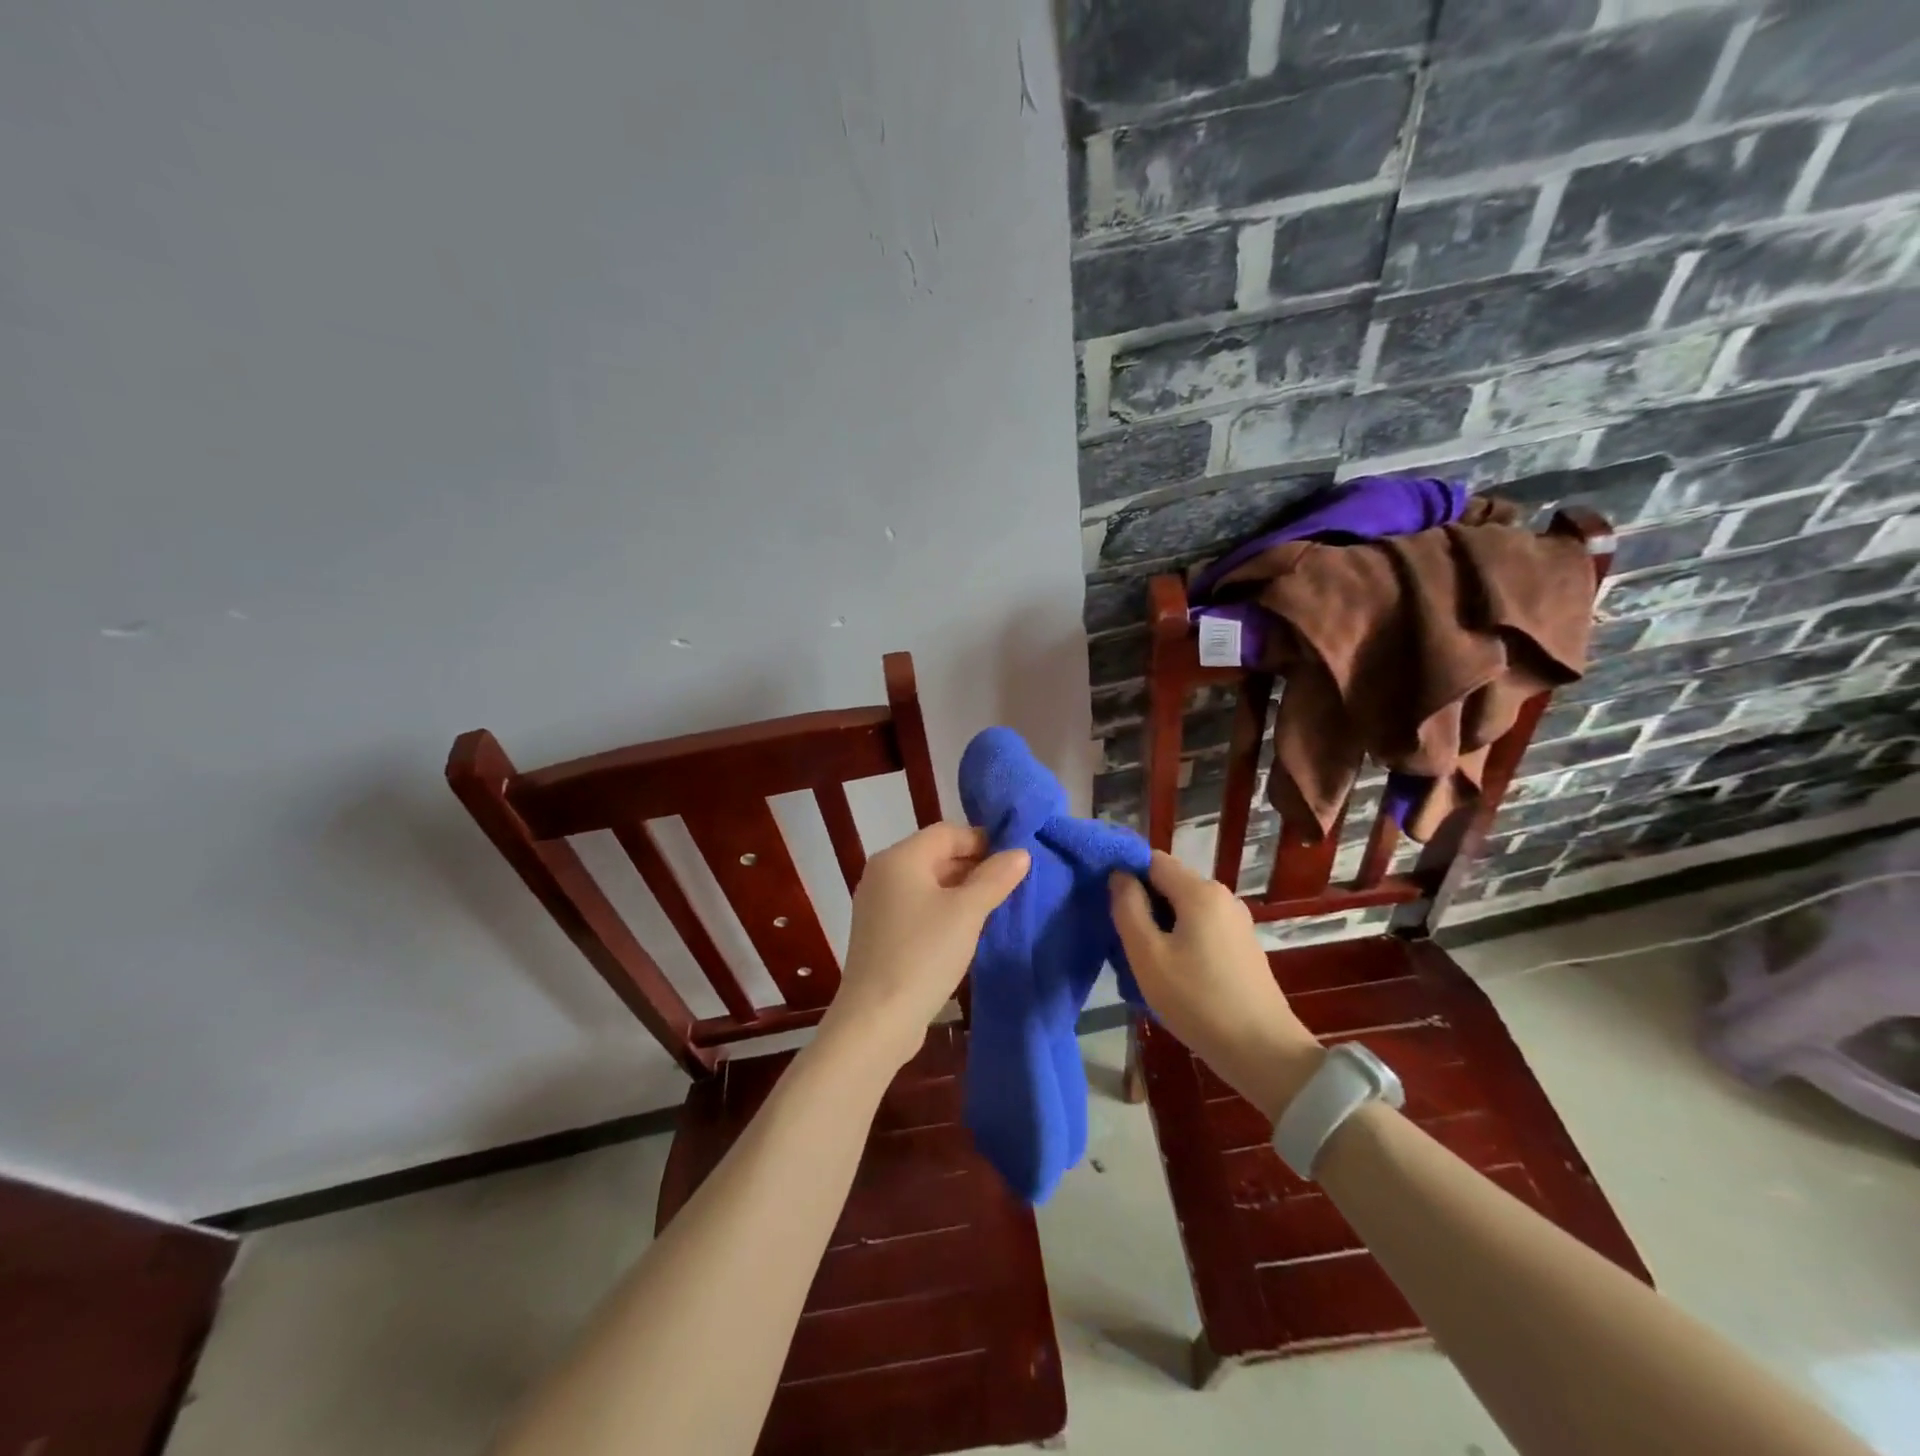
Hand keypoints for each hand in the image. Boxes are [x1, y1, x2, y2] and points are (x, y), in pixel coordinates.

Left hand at [822, 824, 1028, 1069]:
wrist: (876, 1020)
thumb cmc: (923, 954)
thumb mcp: (967, 913)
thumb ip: (995, 878)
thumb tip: (1020, 852)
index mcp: (899, 858)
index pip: (947, 832)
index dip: (983, 840)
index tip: (1015, 859)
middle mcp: (883, 873)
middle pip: (936, 855)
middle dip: (974, 866)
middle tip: (1012, 884)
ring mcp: (877, 904)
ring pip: (928, 883)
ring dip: (961, 890)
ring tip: (996, 906)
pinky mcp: (880, 933)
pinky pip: (917, 907)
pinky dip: (943, 910)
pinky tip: (966, 930)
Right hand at [1111, 851, 1322, 1118]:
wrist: (1263, 1052)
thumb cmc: (1197, 1000)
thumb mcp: (1147, 954)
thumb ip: (1128, 907)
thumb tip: (1119, 876)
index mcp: (1200, 891)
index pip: (1153, 860)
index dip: (1127, 875)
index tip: (1110, 906)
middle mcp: (1223, 896)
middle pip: (1170, 883)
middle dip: (1144, 903)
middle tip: (1125, 941)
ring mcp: (1237, 921)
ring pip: (1185, 908)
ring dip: (1162, 925)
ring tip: (1147, 962)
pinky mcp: (1244, 945)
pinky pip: (1202, 927)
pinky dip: (1183, 939)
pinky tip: (1176, 973)